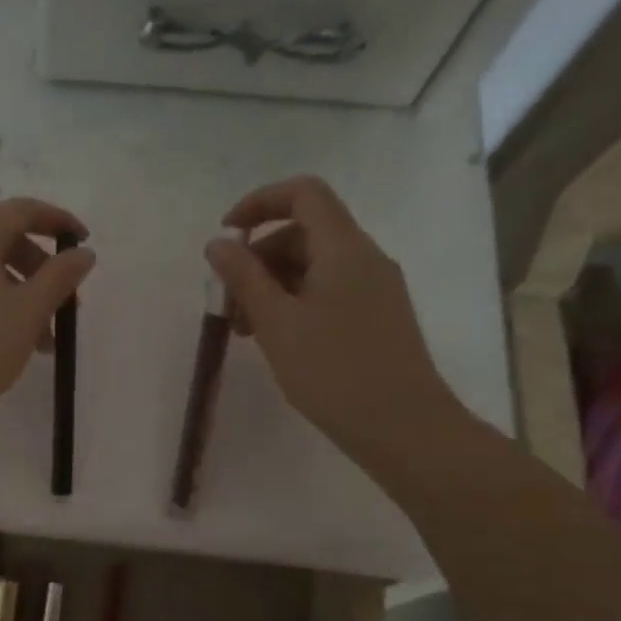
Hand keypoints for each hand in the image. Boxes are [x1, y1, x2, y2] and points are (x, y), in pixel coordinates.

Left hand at [0, 198, 96, 431]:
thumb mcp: (30, 311)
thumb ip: (61, 277)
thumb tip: (82, 253)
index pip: (21, 210)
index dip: (58, 221)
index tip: (85, 243)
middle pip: (5, 240)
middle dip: (43, 269)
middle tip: (67, 305)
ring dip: (25, 295)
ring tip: (45, 341)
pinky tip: (15, 343)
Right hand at [205, 177, 461, 464]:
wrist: (403, 427)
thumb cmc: (334, 372)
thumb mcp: (276, 324)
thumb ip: (244, 278)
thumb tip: (218, 244)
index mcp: (344, 249)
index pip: (303, 194)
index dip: (259, 203)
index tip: (226, 236)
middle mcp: (364, 257)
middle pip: (303, 232)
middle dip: (258, 258)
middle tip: (228, 305)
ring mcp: (374, 287)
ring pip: (313, 266)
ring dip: (271, 285)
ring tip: (244, 330)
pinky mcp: (376, 315)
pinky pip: (327, 290)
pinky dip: (294, 302)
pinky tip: (276, 339)